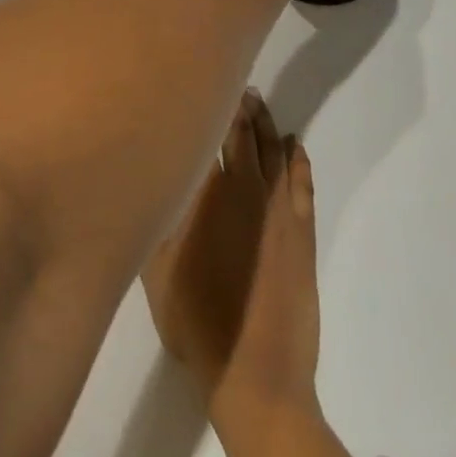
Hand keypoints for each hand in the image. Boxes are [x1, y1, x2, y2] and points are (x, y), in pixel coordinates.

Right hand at [142, 91, 319, 424]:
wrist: (255, 374)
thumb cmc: (195, 322)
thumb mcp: (153, 270)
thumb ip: (155, 218)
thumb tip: (155, 177)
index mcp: (207, 194)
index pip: (208, 137)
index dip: (208, 108)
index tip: (205, 82)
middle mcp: (245, 190)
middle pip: (243, 137)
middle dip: (240, 107)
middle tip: (235, 81)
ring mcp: (278, 211)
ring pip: (273, 153)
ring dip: (266, 125)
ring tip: (258, 101)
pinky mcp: (302, 233)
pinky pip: (302, 182)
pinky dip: (298, 159)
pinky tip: (295, 144)